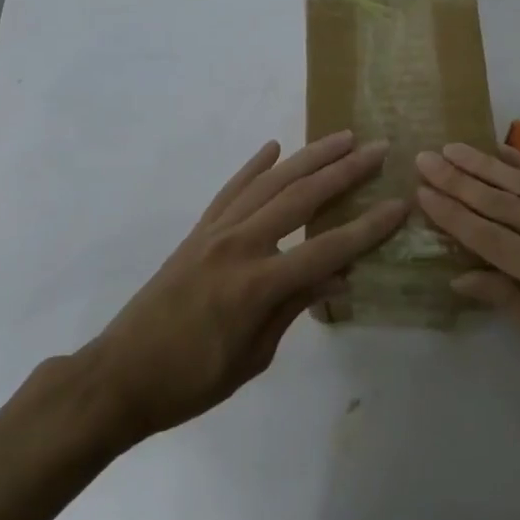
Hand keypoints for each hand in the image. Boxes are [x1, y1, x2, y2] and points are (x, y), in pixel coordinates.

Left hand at [79, 131, 406, 440]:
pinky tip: (272, 148)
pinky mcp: (197, 232)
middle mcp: (239, 245)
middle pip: (302, 198)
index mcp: (258, 284)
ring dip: (308, 157)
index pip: (328, 249)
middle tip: (377, 150)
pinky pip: (231, 190)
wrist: (119, 376)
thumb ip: (294, 307)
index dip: (368, 228)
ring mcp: (215, 232)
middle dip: (345, 172)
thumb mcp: (253, 357)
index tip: (399, 205)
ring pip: (269, 183)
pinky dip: (253, 166)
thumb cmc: (191, 381)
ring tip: (340, 138)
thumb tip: (338, 276)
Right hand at [415, 142, 519, 430]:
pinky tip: (506, 154)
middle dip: (462, 179)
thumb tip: (459, 276)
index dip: (453, 214)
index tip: (422, 190)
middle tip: (426, 157)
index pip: (492, 238)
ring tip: (455, 148)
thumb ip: (509, 304)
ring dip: (489, 166)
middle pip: (507, 203)